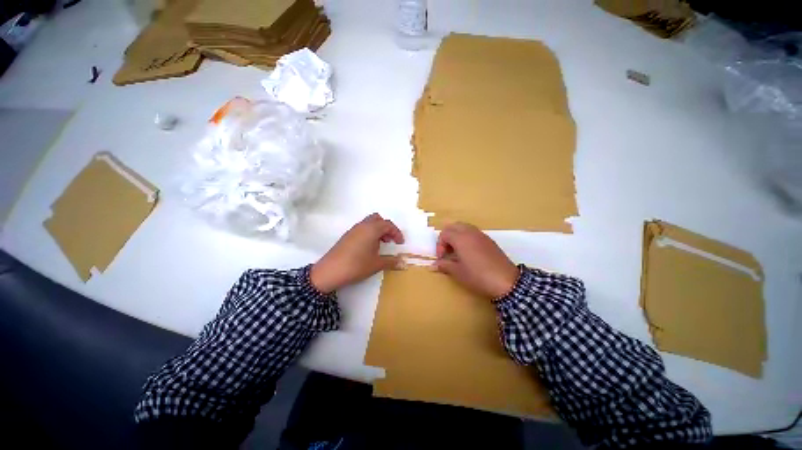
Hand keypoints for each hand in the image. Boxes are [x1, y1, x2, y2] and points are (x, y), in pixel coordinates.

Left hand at [310, 213, 404, 293]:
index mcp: (371, 229)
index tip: (400, 243)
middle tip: (390, 241)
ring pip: (369, 223)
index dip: (396, 233)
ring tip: (381, 245)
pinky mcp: (347, 236)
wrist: (330, 271)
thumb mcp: (376, 264)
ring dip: (378, 230)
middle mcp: (362, 225)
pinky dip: (369, 234)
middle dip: (387, 228)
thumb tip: (403, 263)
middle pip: (378, 219)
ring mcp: (353, 230)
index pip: (388, 224)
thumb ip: (391, 262)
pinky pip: (362, 229)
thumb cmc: (356, 266)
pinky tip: (369, 248)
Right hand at [434, 223, 518, 298]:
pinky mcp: (489, 240)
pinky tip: (469, 253)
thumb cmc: (478, 276)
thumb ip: (444, 265)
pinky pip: (473, 232)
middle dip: (447, 237)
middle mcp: (470, 232)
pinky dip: (466, 237)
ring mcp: (481, 235)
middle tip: (447, 251)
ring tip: (457, 251)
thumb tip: (434, 265)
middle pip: (453, 226)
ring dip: (457, 236)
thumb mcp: (458, 272)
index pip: (444, 233)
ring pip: (464, 227)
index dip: (439, 245)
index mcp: (460, 238)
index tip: (442, 258)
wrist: (506, 281)